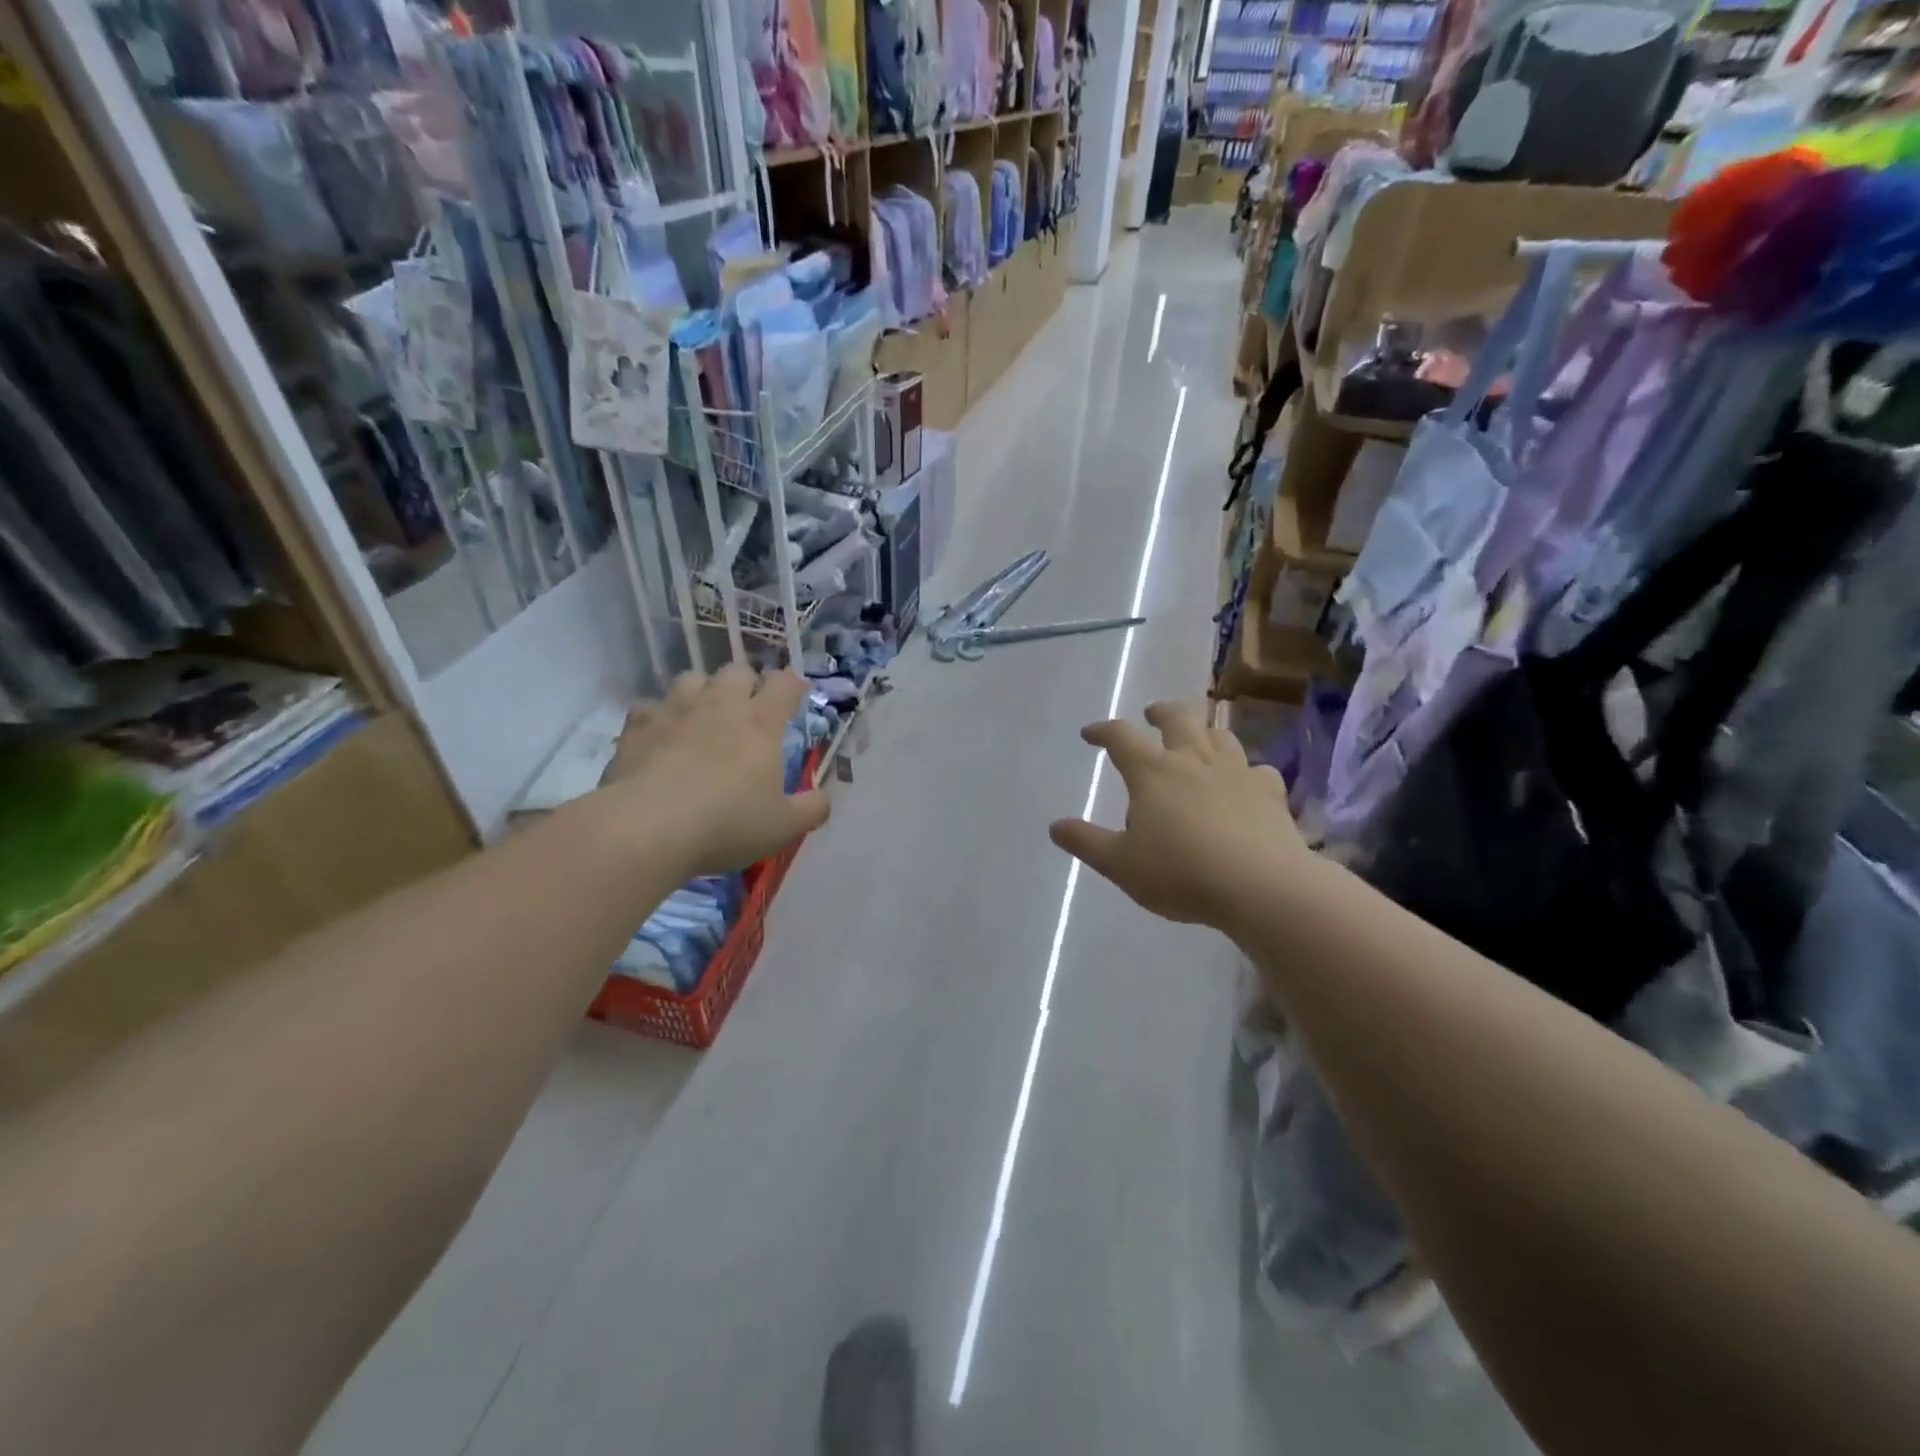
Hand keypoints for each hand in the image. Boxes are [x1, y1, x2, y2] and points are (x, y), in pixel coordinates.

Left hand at [584, 665, 829, 876]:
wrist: (647, 827)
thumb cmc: (726, 823)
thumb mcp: (783, 826)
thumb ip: (811, 809)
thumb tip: (824, 798)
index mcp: (760, 723)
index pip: (784, 684)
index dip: (793, 684)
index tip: (796, 693)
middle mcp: (719, 706)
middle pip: (737, 671)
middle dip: (746, 683)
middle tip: (748, 707)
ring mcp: (674, 711)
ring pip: (691, 678)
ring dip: (702, 690)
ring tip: (702, 714)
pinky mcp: (637, 726)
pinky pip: (649, 706)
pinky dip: (658, 715)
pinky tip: (660, 735)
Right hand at [1049, 700, 1306, 932]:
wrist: (1261, 887)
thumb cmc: (1181, 874)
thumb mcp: (1121, 864)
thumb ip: (1087, 842)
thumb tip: (1056, 826)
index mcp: (1153, 772)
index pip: (1121, 737)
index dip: (1102, 731)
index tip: (1090, 734)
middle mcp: (1194, 760)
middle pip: (1178, 717)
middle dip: (1161, 712)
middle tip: (1152, 714)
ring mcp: (1236, 772)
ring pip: (1220, 735)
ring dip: (1204, 731)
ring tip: (1197, 740)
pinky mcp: (1270, 792)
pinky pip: (1257, 769)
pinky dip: (1246, 770)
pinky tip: (1245, 782)